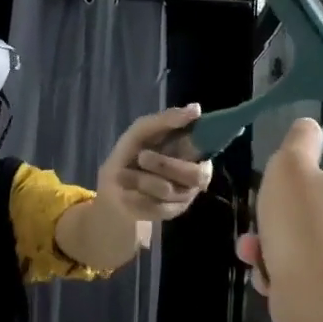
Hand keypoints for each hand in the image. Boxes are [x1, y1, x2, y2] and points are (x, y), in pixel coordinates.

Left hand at [97, 103, 214, 223]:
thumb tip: (197, 108)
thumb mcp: (143, 130)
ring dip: (141, 179)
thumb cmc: (133, 151)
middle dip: (164, 165)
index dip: (197, 148)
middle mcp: (197, 176)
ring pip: (168, 190)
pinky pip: (156, 206)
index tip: (182, 145)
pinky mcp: (171, 213)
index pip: (209, 149)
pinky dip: (136, 195)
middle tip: (142, 156)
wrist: (113, 184)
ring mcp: (185, 197)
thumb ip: (168, 119)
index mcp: (196, 151)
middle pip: (194, 175)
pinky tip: (129, 190)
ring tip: (125, 174)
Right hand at [235, 118, 322, 321]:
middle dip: (311, 193)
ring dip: (289, 231)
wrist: (318, 302)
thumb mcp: (291, 169)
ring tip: (255, 241)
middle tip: (285, 195)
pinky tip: (263, 267)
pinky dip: (293, 262)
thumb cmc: (309, 224)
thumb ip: (299, 142)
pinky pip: (321, 262)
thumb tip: (310, 129)